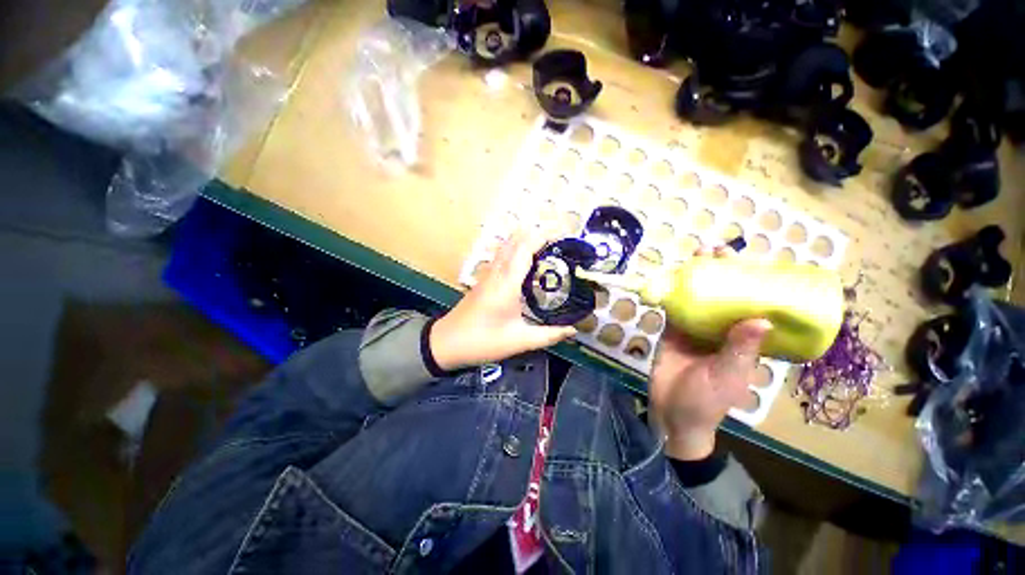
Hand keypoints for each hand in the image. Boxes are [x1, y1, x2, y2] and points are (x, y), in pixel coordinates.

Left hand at [430, 232, 576, 369]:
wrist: (447, 343)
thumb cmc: (483, 341)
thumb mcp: (519, 341)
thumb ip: (548, 335)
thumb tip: (572, 330)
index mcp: (507, 284)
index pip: (524, 250)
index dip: (542, 237)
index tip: (560, 233)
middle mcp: (496, 273)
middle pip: (514, 242)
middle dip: (534, 234)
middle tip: (557, 237)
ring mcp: (487, 275)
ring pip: (505, 247)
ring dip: (523, 240)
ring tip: (544, 244)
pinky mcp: (483, 280)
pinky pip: (500, 257)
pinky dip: (514, 250)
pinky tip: (524, 260)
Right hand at [649, 246, 771, 460]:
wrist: (672, 412)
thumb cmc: (707, 400)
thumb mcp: (728, 375)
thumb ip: (740, 349)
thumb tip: (763, 318)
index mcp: (743, 341)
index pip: (751, 305)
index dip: (752, 282)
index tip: (749, 261)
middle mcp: (721, 331)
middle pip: (723, 295)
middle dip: (721, 271)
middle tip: (716, 250)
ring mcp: (695, 329)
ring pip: (697, 298)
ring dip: (696, 277)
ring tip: (695, 255)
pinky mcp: (673, 331)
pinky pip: (674, 308)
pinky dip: (673, 292)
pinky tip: (672, 277)